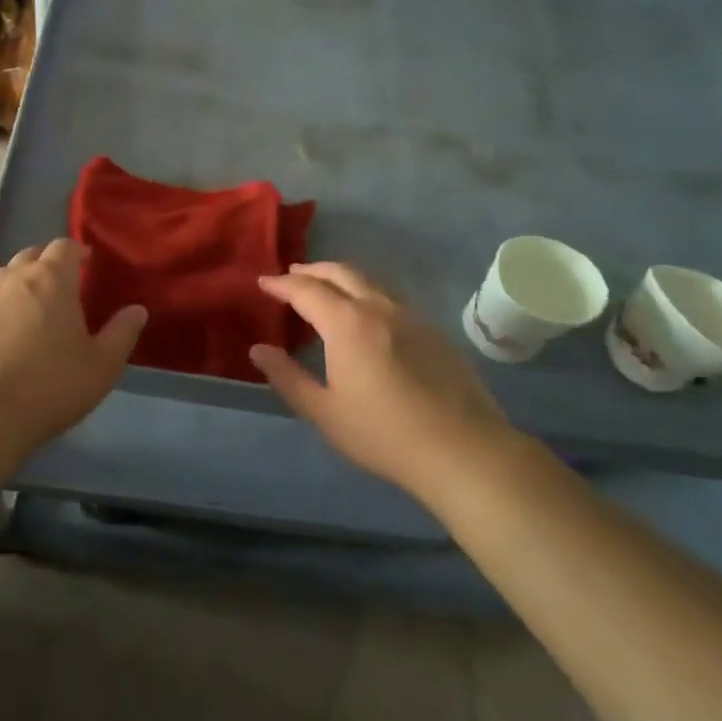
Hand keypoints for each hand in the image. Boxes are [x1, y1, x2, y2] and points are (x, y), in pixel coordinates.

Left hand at [0, 238, 146, 461]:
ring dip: (21, 284)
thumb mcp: (101, 366)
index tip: (87, 263)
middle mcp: (12, 277)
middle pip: (32, 256)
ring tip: (33, 311)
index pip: (64, 247)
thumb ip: (122, 333)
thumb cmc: (47, 386)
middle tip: (63, 287)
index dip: (77, 252)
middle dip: (48, 264)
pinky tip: (3, 336)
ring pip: (4, 278)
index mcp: (50, 279)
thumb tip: (137, 310)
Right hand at [251, 262, 512, 500]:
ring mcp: (411, 317)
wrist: (463, 450)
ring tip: (326, 288)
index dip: (281, 284)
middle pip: (340, 273)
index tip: (263, 282)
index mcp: (347, 323)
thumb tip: (258, 350)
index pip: (306, 290)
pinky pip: (390, 299)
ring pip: (369, 282)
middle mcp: (378, 308)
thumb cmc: (383, 434)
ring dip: (341, 278)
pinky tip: (367, 316)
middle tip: (292, 274)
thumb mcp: (324, 411)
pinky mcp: (433, 332)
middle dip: (312, 270)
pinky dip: (367, 294)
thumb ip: (287, 377)